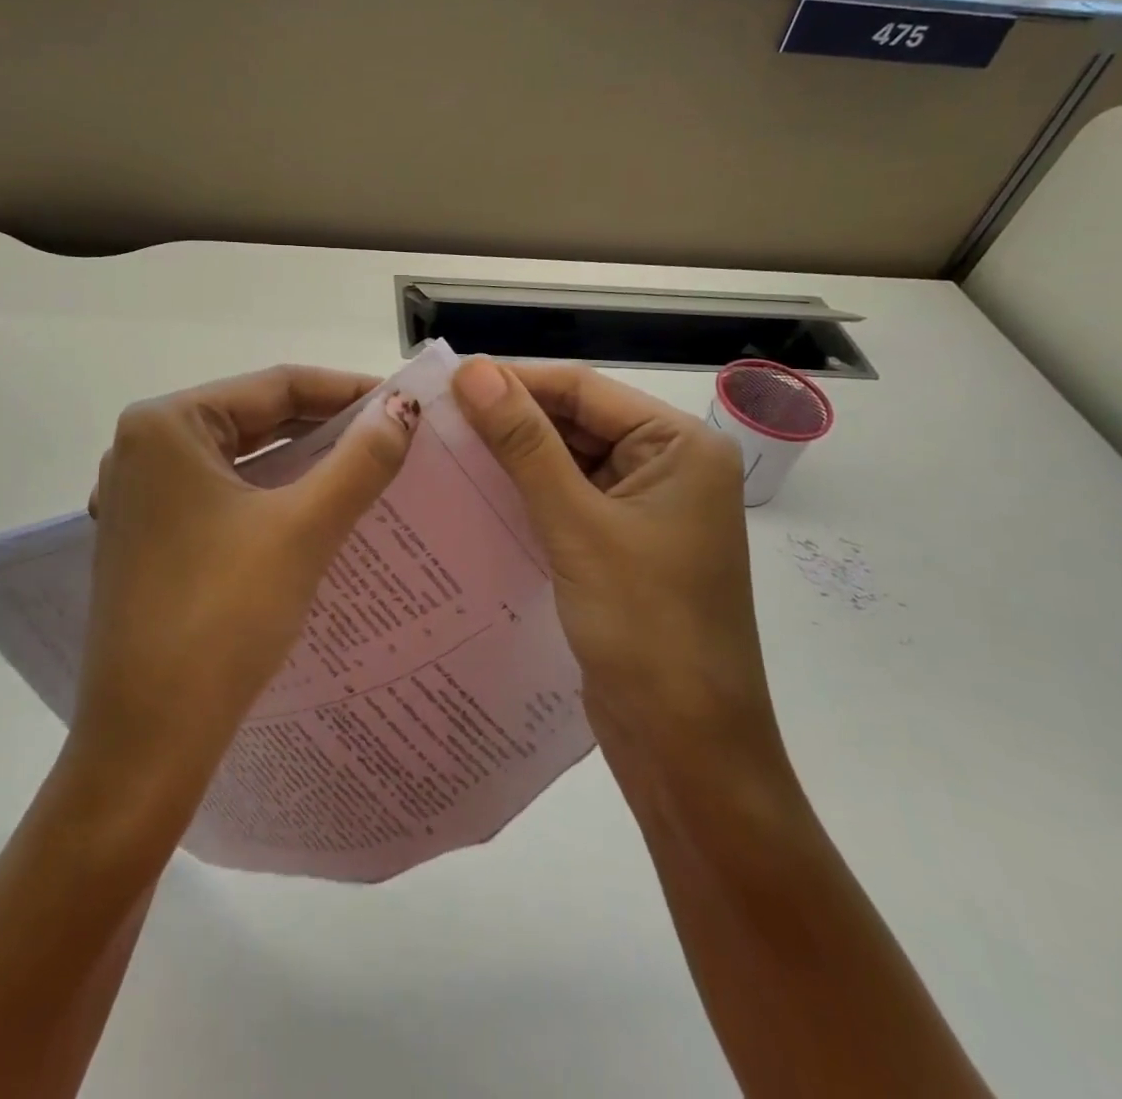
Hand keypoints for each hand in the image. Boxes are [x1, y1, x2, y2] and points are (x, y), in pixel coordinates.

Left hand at [73, 365, 418, 805]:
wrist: (147, 739)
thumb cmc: (222, 618)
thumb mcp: (302, 529)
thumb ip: (359, 461)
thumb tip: (403, 409)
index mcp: (166, 424)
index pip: (276, 384)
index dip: (347, 390)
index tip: (405, 404)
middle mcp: (143, 447)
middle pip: (256, 418)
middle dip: (327, 427)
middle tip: (395, 436)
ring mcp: (141, 494)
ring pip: (241, 459)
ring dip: (302, 462)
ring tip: (368, 467)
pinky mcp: (149, 535)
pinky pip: (223, 494)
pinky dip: (272, 494)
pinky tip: (316, 508)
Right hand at [451, 357, 788, 787]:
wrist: (687, 750)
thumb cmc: (645, 626)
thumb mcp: (576, 525)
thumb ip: (525, 443)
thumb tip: (474, 371)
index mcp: (680, 446)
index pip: (583, 390)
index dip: (514, 381)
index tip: (445, 382)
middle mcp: (668, 468)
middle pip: (576, 424)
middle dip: (510, 422)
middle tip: (434, 420)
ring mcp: (646, 511)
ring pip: (568, 464)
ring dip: (513, 460)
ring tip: (442, 450)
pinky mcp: (622, 548)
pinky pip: (568, 504)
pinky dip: (526, 498)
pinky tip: (473, 496)